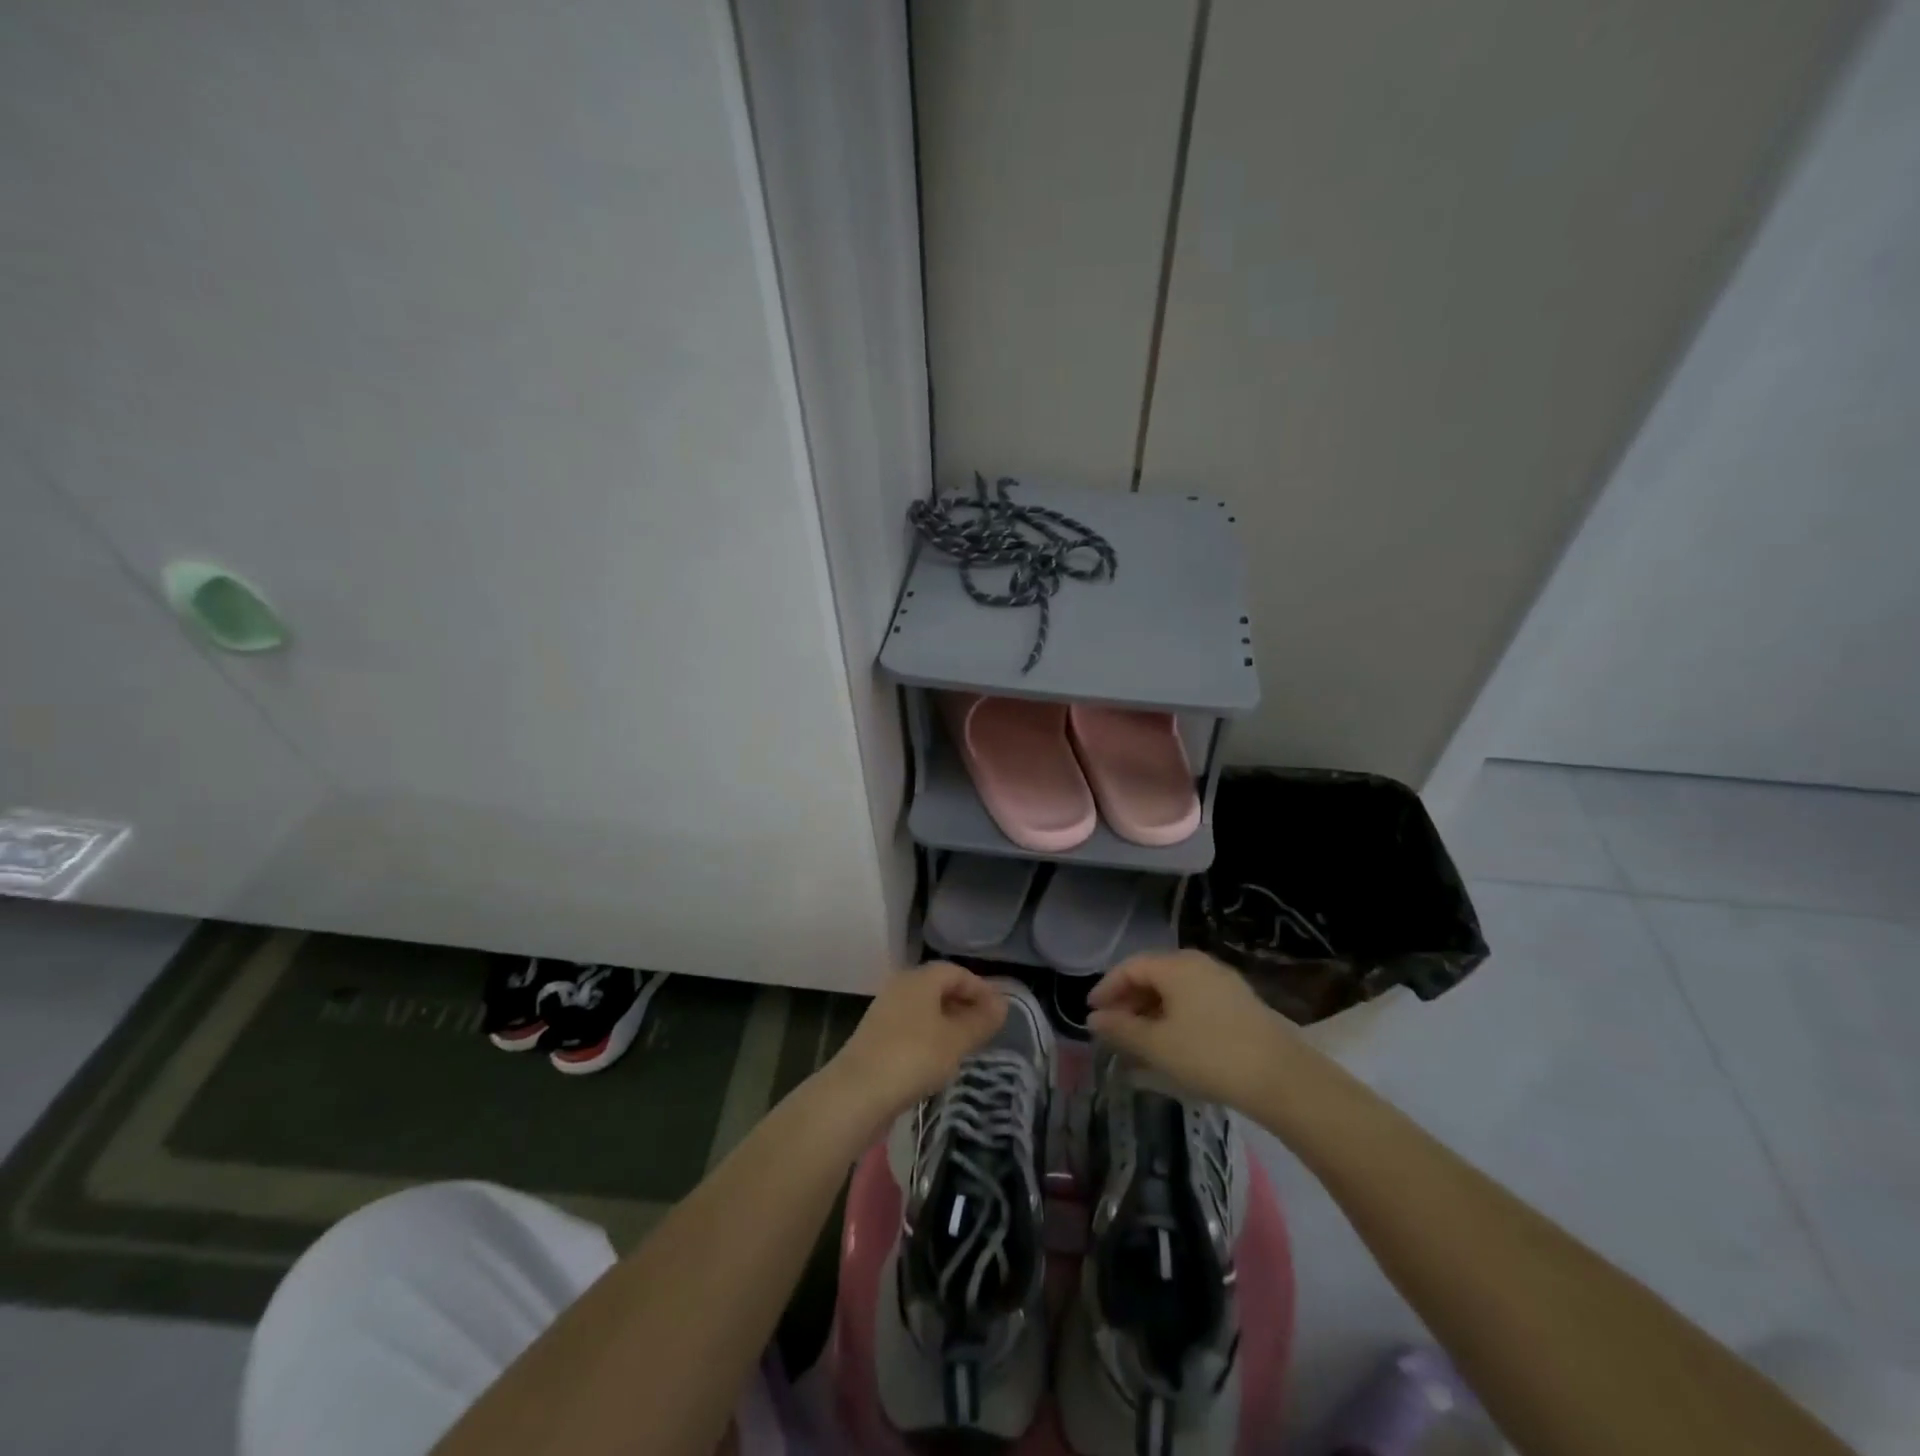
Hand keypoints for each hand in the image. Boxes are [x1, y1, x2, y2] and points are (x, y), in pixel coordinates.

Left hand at [824, 962, 1006, 1127]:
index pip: (956, 972)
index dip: (980, 988)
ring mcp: (885, 1011)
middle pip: (939, 987)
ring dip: (948, 1022)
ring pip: (924, 1009)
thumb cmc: (913, 1057)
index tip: (999, 1011)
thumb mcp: (956, 1040)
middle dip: (964, 1004)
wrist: (857, 1092)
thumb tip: (1002, 1005)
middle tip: (986, 1028)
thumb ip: (981, 1021)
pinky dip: (930, 1036)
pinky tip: (939, 1060)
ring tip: (967, 1045)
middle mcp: (900, 987)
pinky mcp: (876, 1036)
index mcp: (920, 979)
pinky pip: (912, 1027)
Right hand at [1086, 950, 1294, 1110]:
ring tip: (1139, 1041)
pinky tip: (1172, 1043)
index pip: (1129, 967)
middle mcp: (1198, 964)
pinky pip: (1193, 1000)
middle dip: (1128, 1000)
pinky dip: (1174, 1016)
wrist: (1283, 1079)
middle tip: (1113, 1028)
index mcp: (1175, 966)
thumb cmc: (1210, 1056)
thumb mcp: (1157, 1046)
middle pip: (1152, 974)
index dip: (1106, 988)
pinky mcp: (1239, 1002)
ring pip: (1174, 989)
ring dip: (1151, 1010)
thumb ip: (1120, 1029)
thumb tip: (1094, 1018)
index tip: (1091, 1013)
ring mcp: (1222, 981)